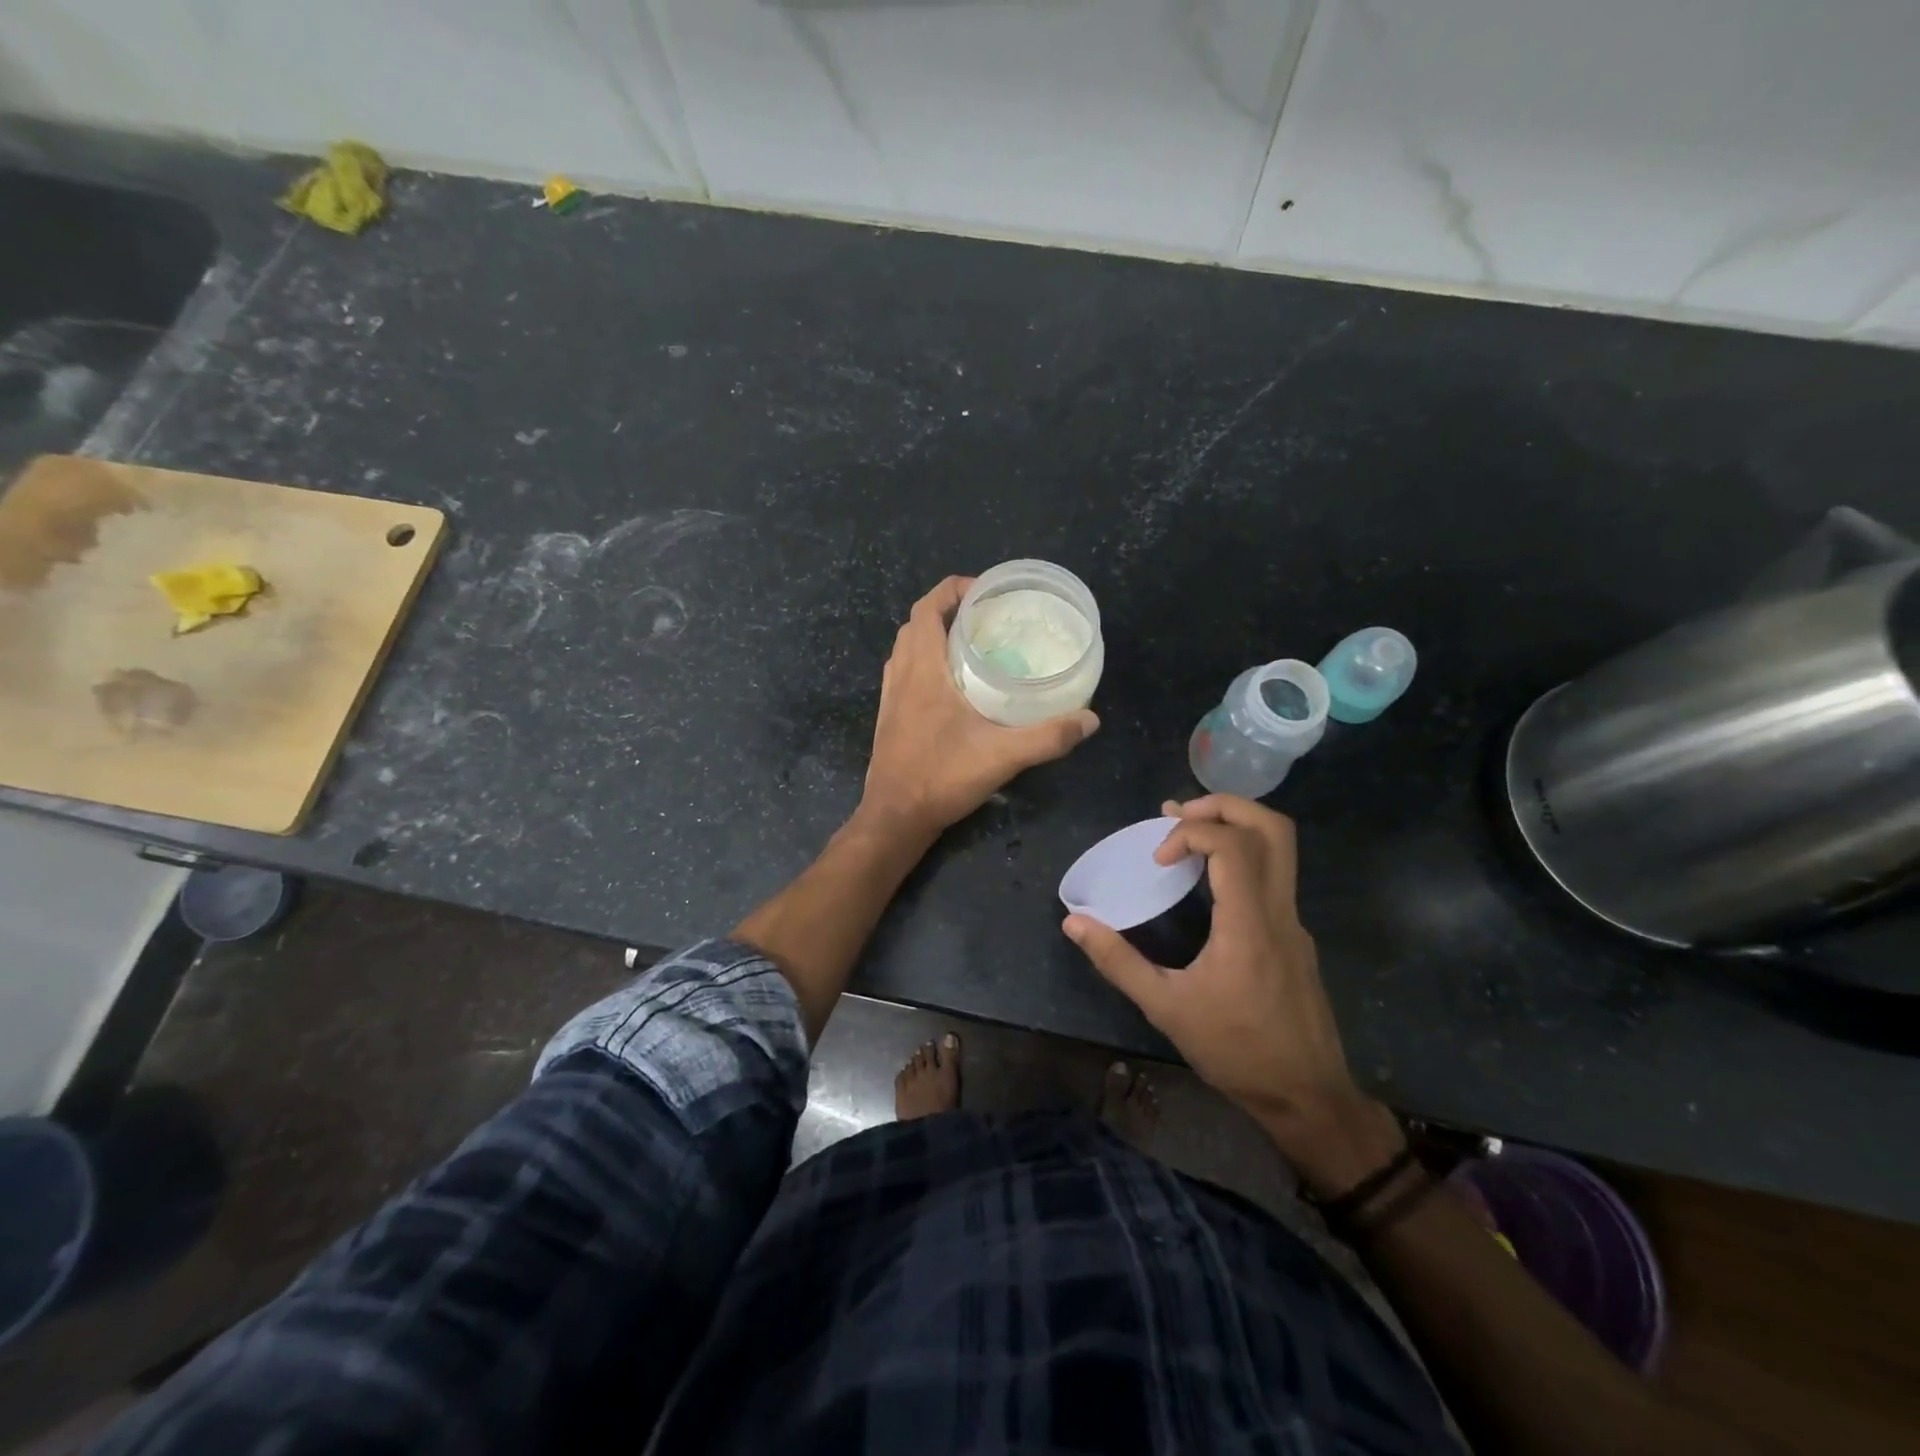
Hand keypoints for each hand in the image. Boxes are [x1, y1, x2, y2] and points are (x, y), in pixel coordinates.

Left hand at [862, 576, 1098, 839]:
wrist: (895, 816)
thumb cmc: (942, 778)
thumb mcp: (1002, 756)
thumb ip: (1048, 737)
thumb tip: (1090, 720)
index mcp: (922, 669)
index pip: (928, 608)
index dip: (953, 589)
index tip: (987, 591)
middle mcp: (901, 674)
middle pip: (917, 622)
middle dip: (949, 609)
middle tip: (987, 617)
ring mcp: (891, 695)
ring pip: (908, 647)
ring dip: (934, 634)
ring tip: (972, 643)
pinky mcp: (890, 715)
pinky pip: (904, 670)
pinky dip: (925, 660)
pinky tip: (952, 683)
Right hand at [1062, 795, 1400, 1193]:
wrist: (1308, 1097)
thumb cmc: (1235, 1052)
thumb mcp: (1166, 1008)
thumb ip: (1118, 961)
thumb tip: (1073, 923)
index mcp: (1249, 924)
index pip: (1233, 844)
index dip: (1191, 832)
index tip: (1159, 858)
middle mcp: (1280, 911)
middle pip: (1273, 828)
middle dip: (1224, 805)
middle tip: (1179, 814)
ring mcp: (1295, 922)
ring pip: (1280, 848)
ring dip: (1234, 826)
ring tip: (1187, 834)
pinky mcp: (1296, 937)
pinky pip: (1274, 876)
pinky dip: (1241, 857)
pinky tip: (1207, 883)